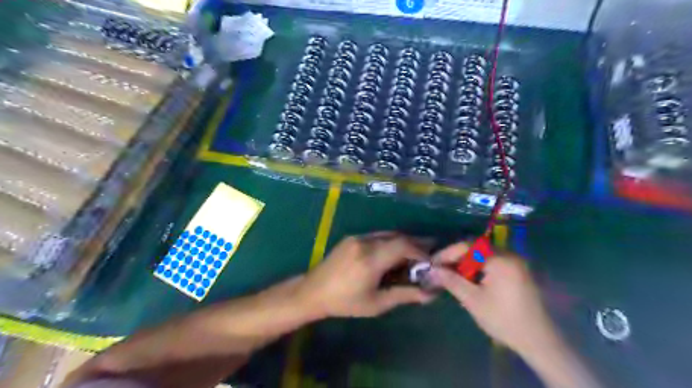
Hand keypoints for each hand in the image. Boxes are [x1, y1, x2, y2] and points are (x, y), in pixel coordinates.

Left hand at [296, 234, 430, 317]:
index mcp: (370, 260)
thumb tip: (430, 293)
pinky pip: (377, 235)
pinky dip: (390, 241)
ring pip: (387, 234)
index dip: (420, 251)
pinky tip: (394, 252)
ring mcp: (357, 238)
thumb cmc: (345, 303)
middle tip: (431, 249)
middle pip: (397, 236)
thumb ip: (404, 295)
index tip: (431, 260)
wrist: (314, 291)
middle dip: (416, 243)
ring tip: (415, 251)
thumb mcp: (376, 304)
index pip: (403, 246)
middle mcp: (365, 243)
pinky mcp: (352, 237)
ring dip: (403, 241)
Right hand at [431, 244, 558, 355]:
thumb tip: (431, 270)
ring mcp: (515, 262)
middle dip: (456, 257)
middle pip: (475, 248)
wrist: (538, 340)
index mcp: (500, 260)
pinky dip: (477, 267)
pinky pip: (492, 261)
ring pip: (483, 254)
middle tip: (440, 269)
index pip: (467, 246)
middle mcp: (509, 255)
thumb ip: (451, 281)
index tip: (432, 264)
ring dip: (465, 262)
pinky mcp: (517, 271)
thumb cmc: (504, 320)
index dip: (447, 253)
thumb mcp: (473, 300)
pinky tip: (469, 279)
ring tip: (451, 275)